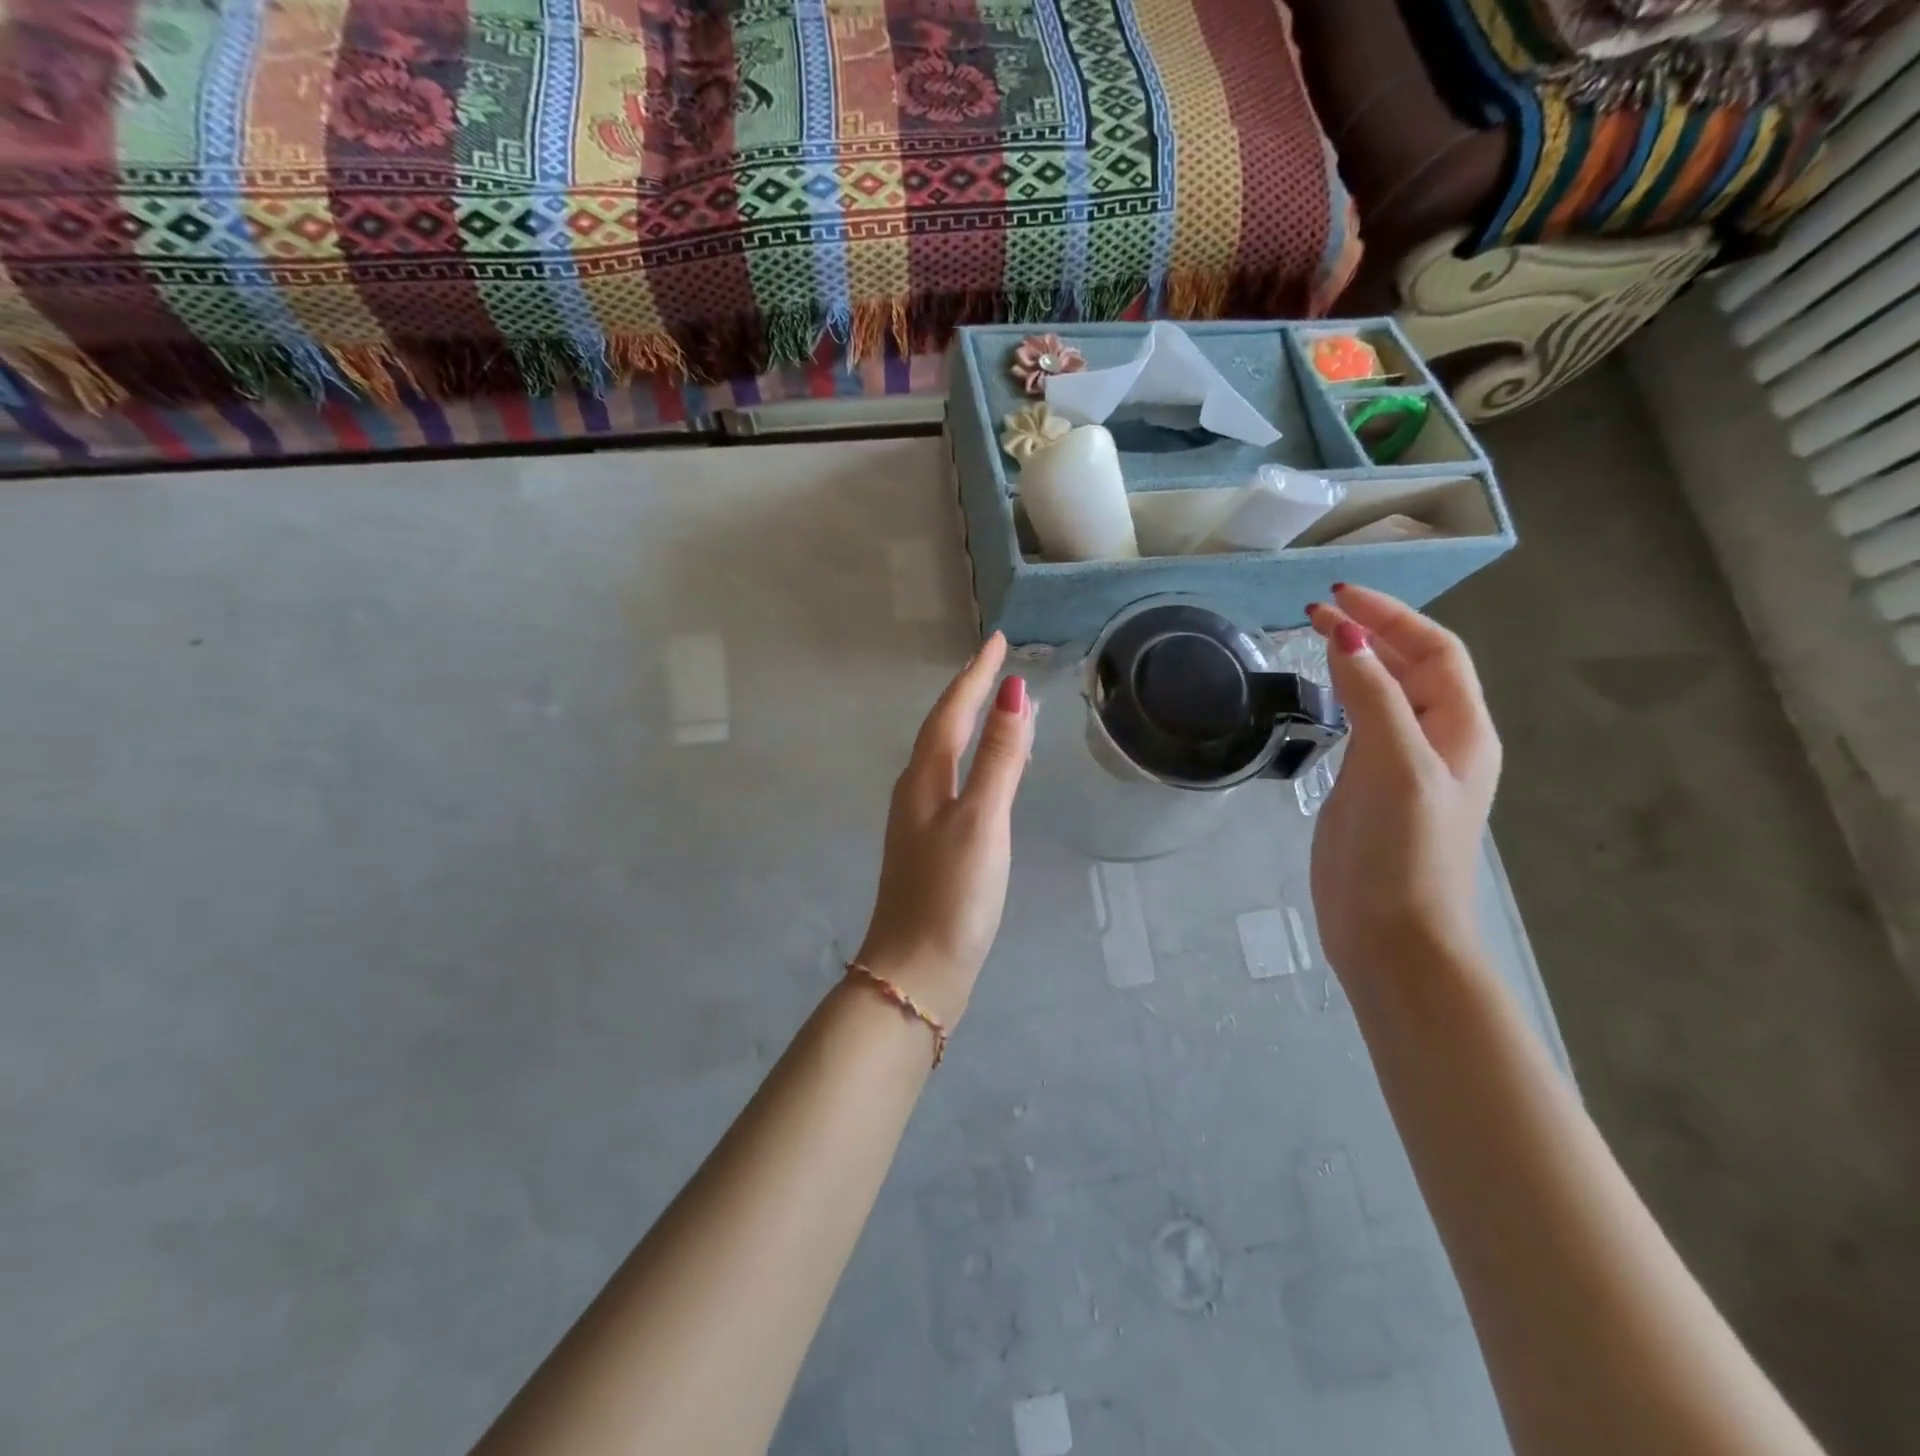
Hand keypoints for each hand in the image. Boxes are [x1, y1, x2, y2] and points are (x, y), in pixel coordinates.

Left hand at [855, 632, 1036, 1025]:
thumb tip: (1013, 695)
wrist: (917, 970)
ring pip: (946, 756)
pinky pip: (953, 784)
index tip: (996, 640)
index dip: (975, 675)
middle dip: (968, 693)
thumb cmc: (951, 894)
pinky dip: (974, 763)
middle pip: (942, 728)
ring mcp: (920, 820)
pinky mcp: (931, 846)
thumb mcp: (982, 820)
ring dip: (969, 725)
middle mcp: (916, 791)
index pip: (952, 711)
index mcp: (925, 778)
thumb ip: (1000, 759)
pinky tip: (990, 775)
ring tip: (997, 707)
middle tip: (994, 665)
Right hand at [1306, 585, 1501, 978]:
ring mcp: (1403, 766)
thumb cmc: (1402, 850)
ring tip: (1317, 637)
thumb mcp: (1394, 765)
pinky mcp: (1370, 788)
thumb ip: (1373, 697)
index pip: (1435, 651)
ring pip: (1387, 694)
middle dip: (1372, 631)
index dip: (1392, 617)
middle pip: (1413, 667)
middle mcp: (1439, 741)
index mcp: (1460, 731)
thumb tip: (1348, 635)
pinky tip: (1322, 692)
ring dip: (1358, 660)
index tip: (1338, 596)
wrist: (1390, 934)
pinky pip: (1364, 724)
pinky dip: (1344, 696)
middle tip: (1317, 610)